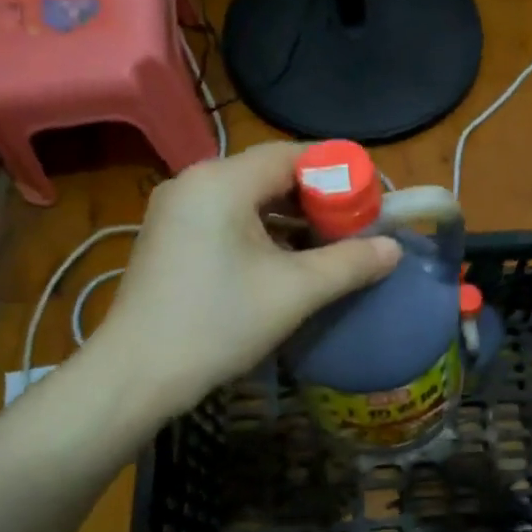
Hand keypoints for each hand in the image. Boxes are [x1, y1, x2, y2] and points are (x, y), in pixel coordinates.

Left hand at [90, 143, 400, 416]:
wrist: (137, 375)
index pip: (294, 155)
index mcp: (222, 182)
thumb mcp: (295, 292)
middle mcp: (195, 183)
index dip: (339, 172)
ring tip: (331, 246)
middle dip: (319, 198)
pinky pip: (230, 219)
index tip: (372, 199)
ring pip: (251, 199)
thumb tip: (394, 249)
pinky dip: (265, 232)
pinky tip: (289, 262)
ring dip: (294, 218)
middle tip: (357, 226)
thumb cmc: (218, 323)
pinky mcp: (172, 238)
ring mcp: (178, 210)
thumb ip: (350, 263)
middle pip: (272, 174)